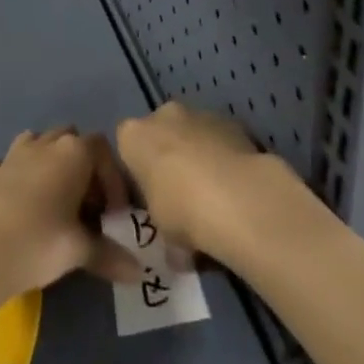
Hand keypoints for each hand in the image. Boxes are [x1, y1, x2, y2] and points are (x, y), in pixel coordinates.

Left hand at [0, 129, 142, 304]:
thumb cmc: (40, 243)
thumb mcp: (80, 250)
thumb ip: (110, 255)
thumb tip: (139, 273)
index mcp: (73, 152)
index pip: (103, 150)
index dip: (112, 178)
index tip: (113, 214)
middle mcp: (45, 144)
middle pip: (71, 139)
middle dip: (82, 166)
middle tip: (86, 206)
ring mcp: (13, 155)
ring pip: (37, 142)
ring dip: (48, 161)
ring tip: (53, 198)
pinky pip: (5, 164)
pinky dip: (13, 175)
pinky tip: (15, 199)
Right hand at [117, 102, 305, 263]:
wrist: (236, 195)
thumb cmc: (181, 210)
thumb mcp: (161, 231)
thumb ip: (163, 229)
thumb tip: (176, 250)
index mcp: (133, 136)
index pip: (127, 147)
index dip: (138, 173)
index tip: (151, 199)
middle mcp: (163, 115)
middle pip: (161, 134)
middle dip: (170, 158)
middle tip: (182, 197)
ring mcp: (199, 113)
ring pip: (192, 133)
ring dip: (199, 156)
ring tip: (216, 197)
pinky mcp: (231, 120)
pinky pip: (220, 139)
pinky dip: (224, 157)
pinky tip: (236, 188)